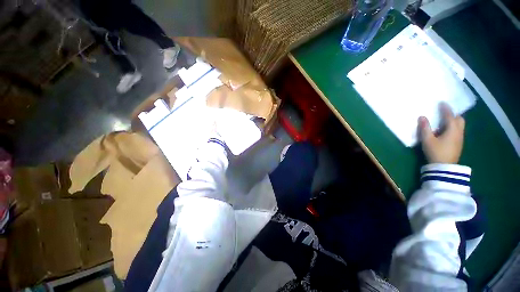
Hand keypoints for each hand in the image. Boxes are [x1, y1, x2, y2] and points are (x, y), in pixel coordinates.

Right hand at [418, 103, 464, 163]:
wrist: (444, 167)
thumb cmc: (436, 152)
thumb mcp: (427, 140)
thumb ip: (425, 128)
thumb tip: (422, 116)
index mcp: (452, 129)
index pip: (450, 116)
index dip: (446, 108)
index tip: (442, 102)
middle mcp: (459, 132)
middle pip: (460, 119)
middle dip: (453, 114)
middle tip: (445, 112)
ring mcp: (460, 139)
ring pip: (460, 126)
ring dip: (454, 121)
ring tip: (444, 121)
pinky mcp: (458, 144)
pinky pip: (458, 131)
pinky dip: (453, 127)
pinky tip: (446, 131)